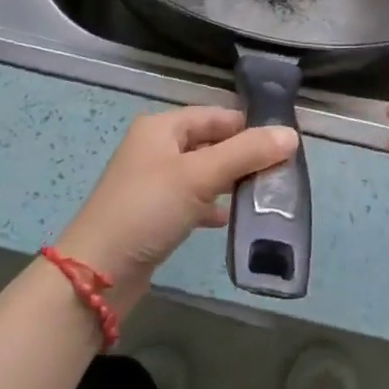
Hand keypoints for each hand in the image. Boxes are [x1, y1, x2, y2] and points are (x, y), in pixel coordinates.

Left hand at [56, 107, 297, 313]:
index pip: (215, 116)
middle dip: (243, 155)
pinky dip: (212, 205)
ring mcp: (153, 182)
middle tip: (280, 172)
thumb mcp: (199, 176)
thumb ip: (246, 153)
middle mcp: (156, 148)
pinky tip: (229, 220)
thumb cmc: (148, 210)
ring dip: (230, 181)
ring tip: (263, 195)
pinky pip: (192, 200)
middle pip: (210, 143)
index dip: (248, 126)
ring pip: (203, 172)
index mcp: (162, 127)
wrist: (97, 273)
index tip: (284, 143)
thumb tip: (291, 135)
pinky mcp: (154, 214)